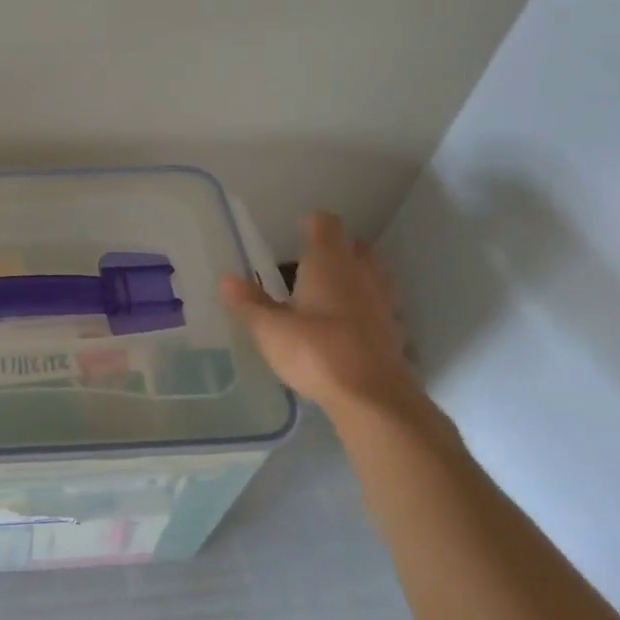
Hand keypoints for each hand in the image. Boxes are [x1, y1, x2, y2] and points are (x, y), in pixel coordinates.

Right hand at [219, 210, 417, 419]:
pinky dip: (368, 307)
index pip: (325, 225)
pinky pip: (381, 307)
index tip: (299, 227)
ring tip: (335, 289)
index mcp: (328, 264)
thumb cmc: (315, 351)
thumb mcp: (270, 329)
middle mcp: (360, 275)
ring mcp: (382, 302)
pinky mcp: (394, 332)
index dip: (312, 223)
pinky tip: (352, 324)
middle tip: (315, 260)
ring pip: (375, 275)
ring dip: (359, 275)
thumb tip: (226, 279)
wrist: (370, 396)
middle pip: (357, 247)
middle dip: (339, 248)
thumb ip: (249, 302)